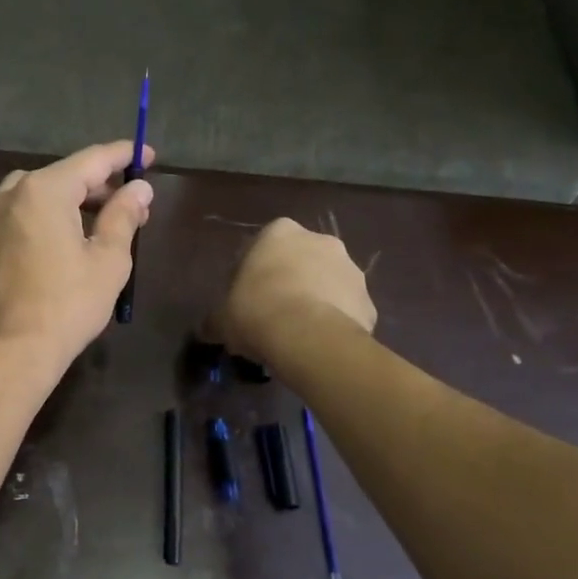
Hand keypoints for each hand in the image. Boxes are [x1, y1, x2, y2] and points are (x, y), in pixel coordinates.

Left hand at [0, 140, 154, 373]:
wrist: (6, 353)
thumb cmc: (66, 305)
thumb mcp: (108, 261)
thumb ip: (124, 216)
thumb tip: (139, 188)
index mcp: (43, 190)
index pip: (91, 160)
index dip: (123, 156)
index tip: (147, 156)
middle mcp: (10, 195)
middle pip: (62, 176)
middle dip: (98, 186)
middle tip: (130, 203)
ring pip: (36, 195)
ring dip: (69, 202)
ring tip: (97, 225)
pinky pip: (17, 218)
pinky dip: (43, 219)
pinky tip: (60, 244)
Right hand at [209, 219, 376, 362]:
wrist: (309, 338)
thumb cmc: (257, 312)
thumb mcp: (222, 318)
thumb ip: (216, 319)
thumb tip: (208, 329)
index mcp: (279, 233)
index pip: (261, 246)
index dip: (252, 274)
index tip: (245, 299)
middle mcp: (320, 240)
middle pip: (300, 261)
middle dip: (289, 282)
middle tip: (272, 315)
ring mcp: (351, 269)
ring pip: (327, 284)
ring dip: (315, 301)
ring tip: (298, 334)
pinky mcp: (369, 301)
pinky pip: (347, 311)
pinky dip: (335, 324)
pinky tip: (319, 345)